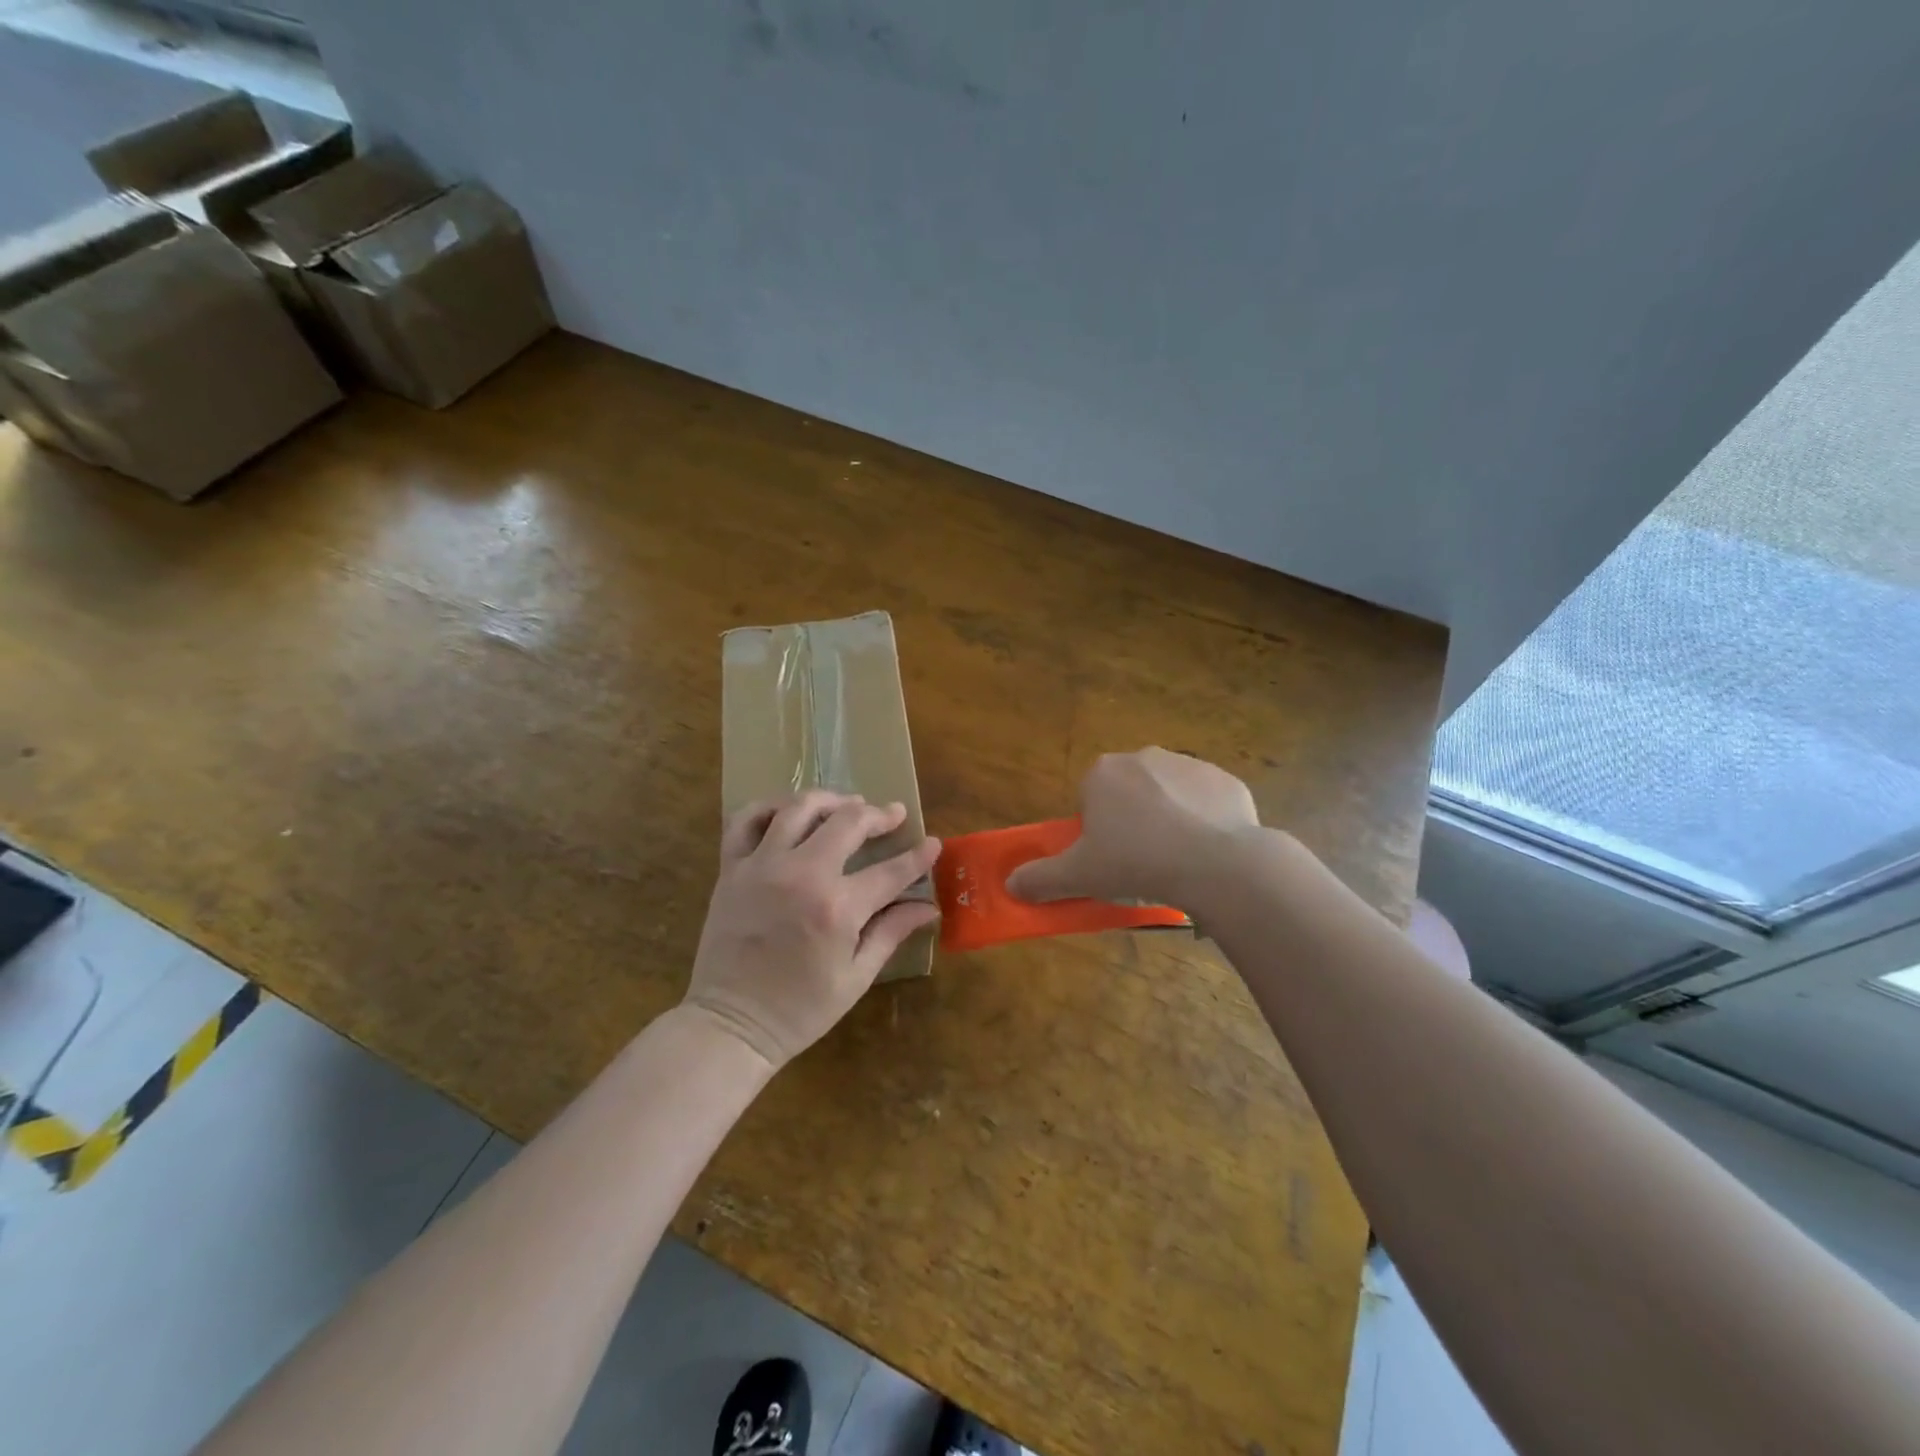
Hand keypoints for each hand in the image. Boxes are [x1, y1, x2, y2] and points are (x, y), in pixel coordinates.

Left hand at [684, 791, 941, 1066]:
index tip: (932, 843)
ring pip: (800, 808)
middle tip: (892, 815)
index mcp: (838, 908)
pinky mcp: (732, 869)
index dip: (918, 856)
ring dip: (831, 800)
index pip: (891, 871)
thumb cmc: (799, 1010)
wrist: (730, 1024)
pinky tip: (788, 812)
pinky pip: (746, 820)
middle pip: (849, 822)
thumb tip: (928, 907)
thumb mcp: (856, 977)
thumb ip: (891, 933)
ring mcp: (762, 866)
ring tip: (848, 804)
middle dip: (879, 815)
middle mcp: (802, 875)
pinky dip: (769, 807)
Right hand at [1006, 747, 1259, 907]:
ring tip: (1177, 861)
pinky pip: (1206, 802)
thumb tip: (1010, 885)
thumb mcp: (1080, 876)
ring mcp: (1189, 764)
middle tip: (1140, 861)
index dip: (1096, 830)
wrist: (1215, 863)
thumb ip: (1040, 878)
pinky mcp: (1225, 780)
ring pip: (1168, 794)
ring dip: (1168, 819)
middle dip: (1132, 821)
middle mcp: (1143, 756)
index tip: (1109, 858)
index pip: (1090, 799)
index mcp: (1103, 773)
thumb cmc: (1135, 862)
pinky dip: (1205, 822)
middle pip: (1129, 792)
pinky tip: (1208, 853)